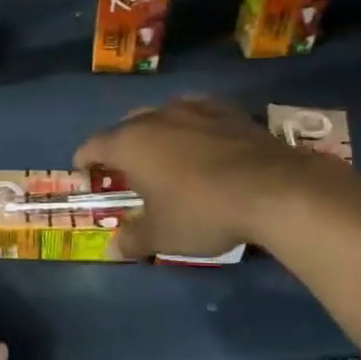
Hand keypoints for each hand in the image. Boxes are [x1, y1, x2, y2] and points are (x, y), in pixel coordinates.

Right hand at [75, 95, 345, 257]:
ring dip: (158, 132)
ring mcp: (195, 110)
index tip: (85, 174)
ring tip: (166, 155)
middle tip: (127, 171)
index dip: (84, 161)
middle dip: (121, 146)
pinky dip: (194, 127)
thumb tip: (113, 249)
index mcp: (129, 143)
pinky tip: (204, 144)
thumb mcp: (162, 235)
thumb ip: (133, 239)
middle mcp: (156, 118)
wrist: (276, 190)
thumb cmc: (202, 212)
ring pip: (163, 114)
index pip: (92, 145)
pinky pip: (200, 113)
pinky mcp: (231, 112)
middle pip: (126, 126)